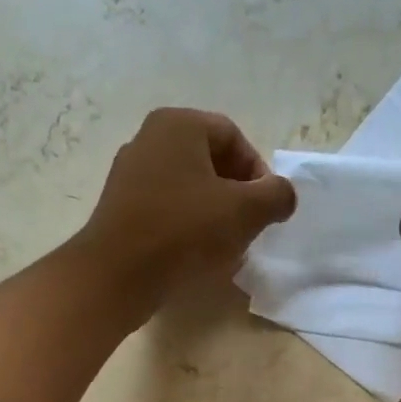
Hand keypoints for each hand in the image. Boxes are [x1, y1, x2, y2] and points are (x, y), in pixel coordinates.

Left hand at [78, 108, 296, 306]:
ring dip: (212, 217)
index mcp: (178, 125)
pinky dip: (185, 231)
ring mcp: (128, 176)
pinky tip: (194, 259)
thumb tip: (283, 195)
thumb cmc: (184, 232)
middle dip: (235, 197)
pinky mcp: (119, 212)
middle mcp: (148, 140)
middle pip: (209, 164)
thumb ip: (275, 196)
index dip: (258, 173)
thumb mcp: (244, 211)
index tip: (266, 209)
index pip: (233, 138)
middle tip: (248, 230)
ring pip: (187, 191)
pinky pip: (164, 214)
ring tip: (224, 250)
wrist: (117, 275)